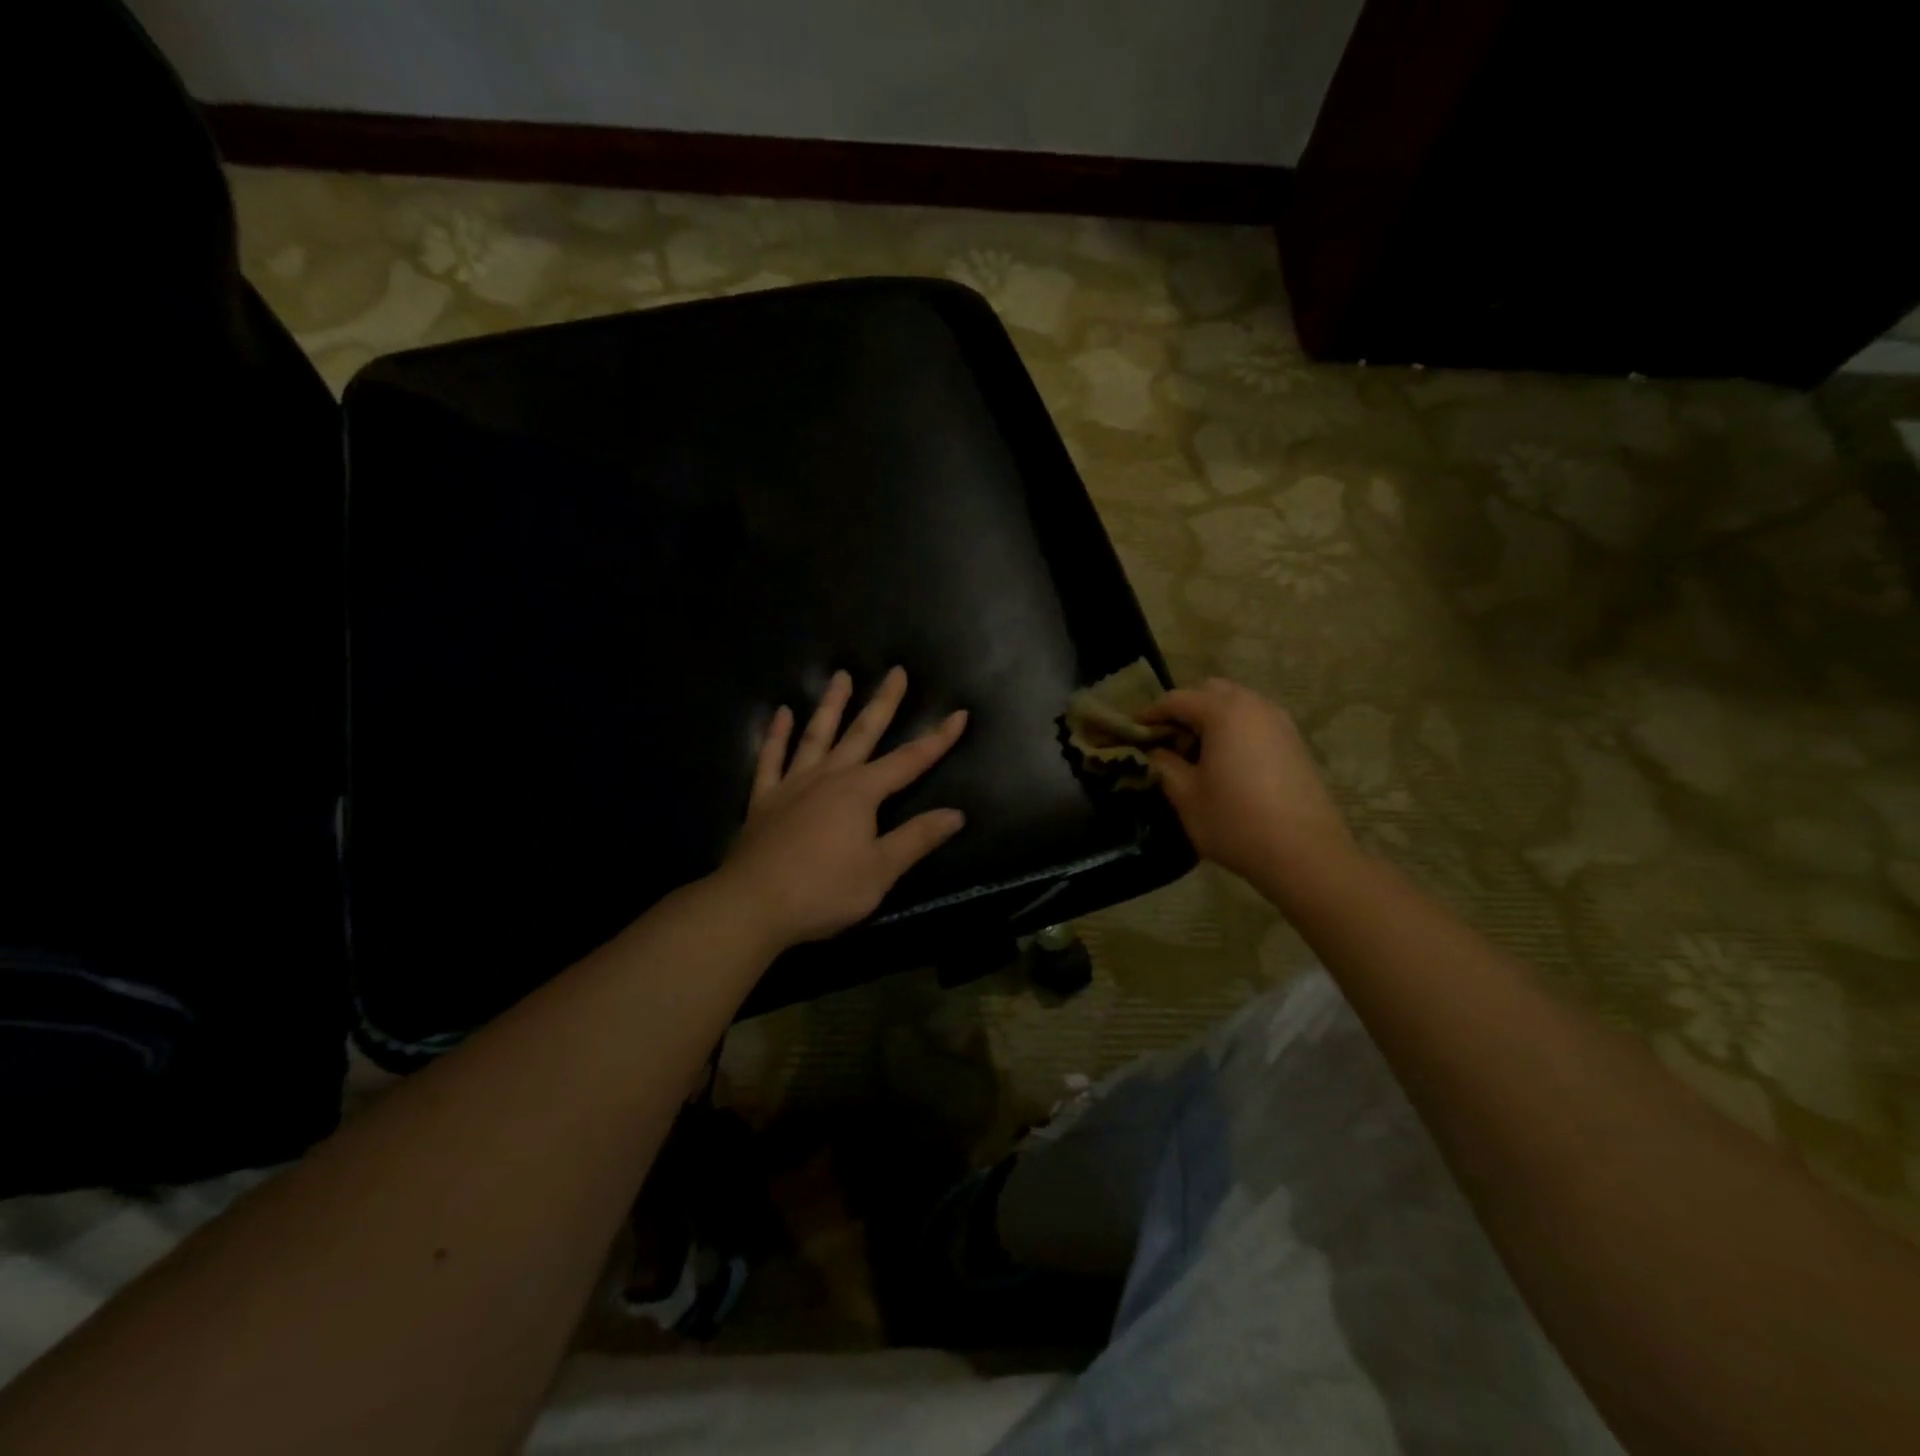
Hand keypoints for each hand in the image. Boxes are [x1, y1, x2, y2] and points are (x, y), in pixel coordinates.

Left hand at [718, 666, 967, 948]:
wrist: (753, 905)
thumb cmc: (823, 890)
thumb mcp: (880, 871)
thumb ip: (917, 839)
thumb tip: (956, 814)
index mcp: (861, 793)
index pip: (909, 760)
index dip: (937, 739)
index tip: (959, 714)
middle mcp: (828, 777)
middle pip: (862, 732)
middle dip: (883, 703)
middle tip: (896, 672)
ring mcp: (793, 784)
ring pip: (816, 735)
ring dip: (831, 705)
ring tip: (840, 675)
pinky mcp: (764, 799)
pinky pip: (771, 758)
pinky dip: (776, 735)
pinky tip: (781, 713)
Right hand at [1140, 678, 1356, 891]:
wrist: (1305, 854)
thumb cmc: (1235, 822)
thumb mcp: (1185, 796)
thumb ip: (1164, 765)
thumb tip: (1156, 752)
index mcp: (1223, 712)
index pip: (1176, 700)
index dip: (1150, 713)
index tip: (1132, 731)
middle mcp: (1254, 705)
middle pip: (1210, 692)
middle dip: (1184, 711)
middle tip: (1168, 742)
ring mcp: (1280, 722)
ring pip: (1236, 705)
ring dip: (1211, 720)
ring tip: (1197, 755)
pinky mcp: (1295, 742)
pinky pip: (1255, 722)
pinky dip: (1235, 731)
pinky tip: (1227, 765)